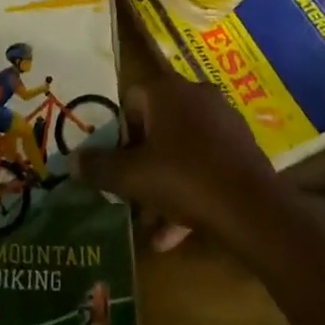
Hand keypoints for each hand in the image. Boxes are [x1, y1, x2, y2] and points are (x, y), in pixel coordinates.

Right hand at [71, 69, 280, 251]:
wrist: (254, 210)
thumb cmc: (185, 180)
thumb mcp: (132, 177)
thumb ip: (99, 167)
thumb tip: (70, 160)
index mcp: (167, 91)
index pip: (131, 100)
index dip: (118, 134)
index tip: (116, 165)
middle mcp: (196, 96)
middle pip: (156, 126)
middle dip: (141, 163)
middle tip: (130, 194)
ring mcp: (223, 121)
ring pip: (181, 150)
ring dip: (163, 183)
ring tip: (151, 225)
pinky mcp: (242, 148)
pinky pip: (205, 164)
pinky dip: (189, 190)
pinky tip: (176, 233)